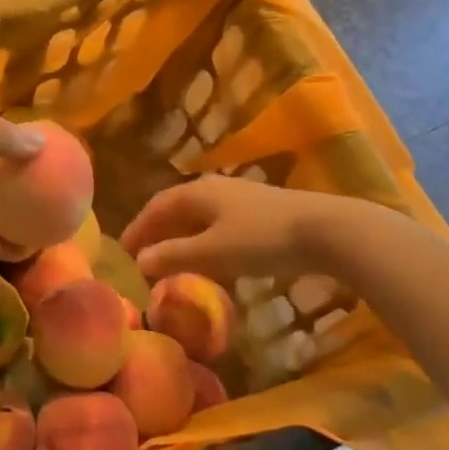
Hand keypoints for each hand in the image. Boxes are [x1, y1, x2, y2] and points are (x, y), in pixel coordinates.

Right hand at [122, 176, 333, 283]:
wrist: (326, 230)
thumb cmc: (262, 239)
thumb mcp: (213, 252)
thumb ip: (174, 255)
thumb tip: (139, 261)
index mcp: (197, 193)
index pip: (156, 207)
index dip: (138, 228)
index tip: (122, 251)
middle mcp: (215, 188)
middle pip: (177, 208)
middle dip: (158, 231)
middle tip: (143, 256)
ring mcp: (241, 197)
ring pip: (200, 216)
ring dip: (182, 236)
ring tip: (173, 260)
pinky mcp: (262, 211)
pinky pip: (220, 223)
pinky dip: (206, 240)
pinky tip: (213, 260)